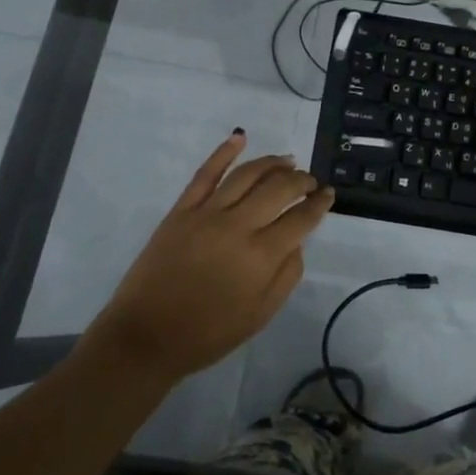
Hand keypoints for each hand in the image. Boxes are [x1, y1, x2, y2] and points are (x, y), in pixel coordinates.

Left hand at [87, 131, 334, 384]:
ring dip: (273, 163)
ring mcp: (207, 213)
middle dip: (302, 180)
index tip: (329, 195)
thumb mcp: (260, 315)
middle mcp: (238, 226)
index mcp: (261, 256)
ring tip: (288, 161)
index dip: (320, 204)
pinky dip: (224, 151)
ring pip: (247, 174)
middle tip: (311, 181)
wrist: (146, 336)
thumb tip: (297, 241)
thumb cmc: (208, 333)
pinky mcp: (182, 209)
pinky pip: (206, 173)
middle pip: (279, 188)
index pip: (301, 219)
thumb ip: (287, 275)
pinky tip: (240, 137)